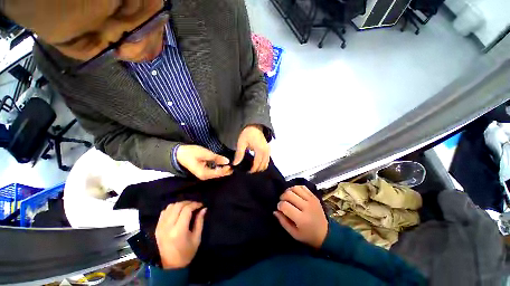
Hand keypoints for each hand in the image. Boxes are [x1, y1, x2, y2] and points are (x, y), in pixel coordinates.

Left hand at [155, 201, 206, 268]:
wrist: (170, 265)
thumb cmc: (187, 253)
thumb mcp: (197, 238)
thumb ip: (200, 221)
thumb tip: (204, 209)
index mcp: (179, 230)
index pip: (187, 210)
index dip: (195, 204)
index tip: (201, 205)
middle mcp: (168, 227)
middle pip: (178, 206)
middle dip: (188, 202)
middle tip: (195, 205)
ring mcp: (160, 227)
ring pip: (170, 206)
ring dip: (180, 204)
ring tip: (187, 208)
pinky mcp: (157, 227)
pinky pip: (164, 212)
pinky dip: (172, 209)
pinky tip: (178, 212)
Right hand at [176, 145, 232, 179]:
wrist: (179, 154)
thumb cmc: (191, 153)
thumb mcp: (204, 153)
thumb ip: (216, 158)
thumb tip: (227, 161)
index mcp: (204, 173)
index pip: (218, 173)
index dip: (226, 170)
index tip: (232, 165)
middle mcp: (204, 176)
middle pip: (218, 175)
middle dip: (226, 171)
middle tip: (234, 166)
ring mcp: (204, 174)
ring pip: (216, 173)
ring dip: (224, 170)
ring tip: (231, 166)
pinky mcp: (204, 171)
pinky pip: (214, 171)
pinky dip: (220, 168)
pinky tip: (224, 165)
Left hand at [233, 125, 269, 172]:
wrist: (254, 125)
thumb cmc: (247, 133)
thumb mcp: (241, 143)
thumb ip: (239, 154)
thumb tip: (235, 164)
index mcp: (260, 150)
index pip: (257, 164)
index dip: (252, 170)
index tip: (247, 172)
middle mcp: (266, 152)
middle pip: (263, 166)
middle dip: (256, 170)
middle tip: (248, 170)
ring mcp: (268, 150)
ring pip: (266, 163)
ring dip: (260, 167)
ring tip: (252, 167)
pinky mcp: (268, 149)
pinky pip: (267, 159)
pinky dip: (263, 163)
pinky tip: (257, 162)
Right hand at [274, 185, 327, 248]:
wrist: (326, 234)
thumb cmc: (308, 236)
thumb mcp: (294, 234)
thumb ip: (283, 222)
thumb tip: (275, 211)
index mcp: (301, 219)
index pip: (285, 205)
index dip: (279, 205)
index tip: (279, 209)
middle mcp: (307, 207)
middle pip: (288, 194)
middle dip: (282, 197)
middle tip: (283, 202)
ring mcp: (311, 200)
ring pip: (295, 188)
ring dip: (288, 191)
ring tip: (288, 197)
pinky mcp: (314, 196)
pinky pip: (302, 187)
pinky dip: (296, 188)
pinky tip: (295, 194)